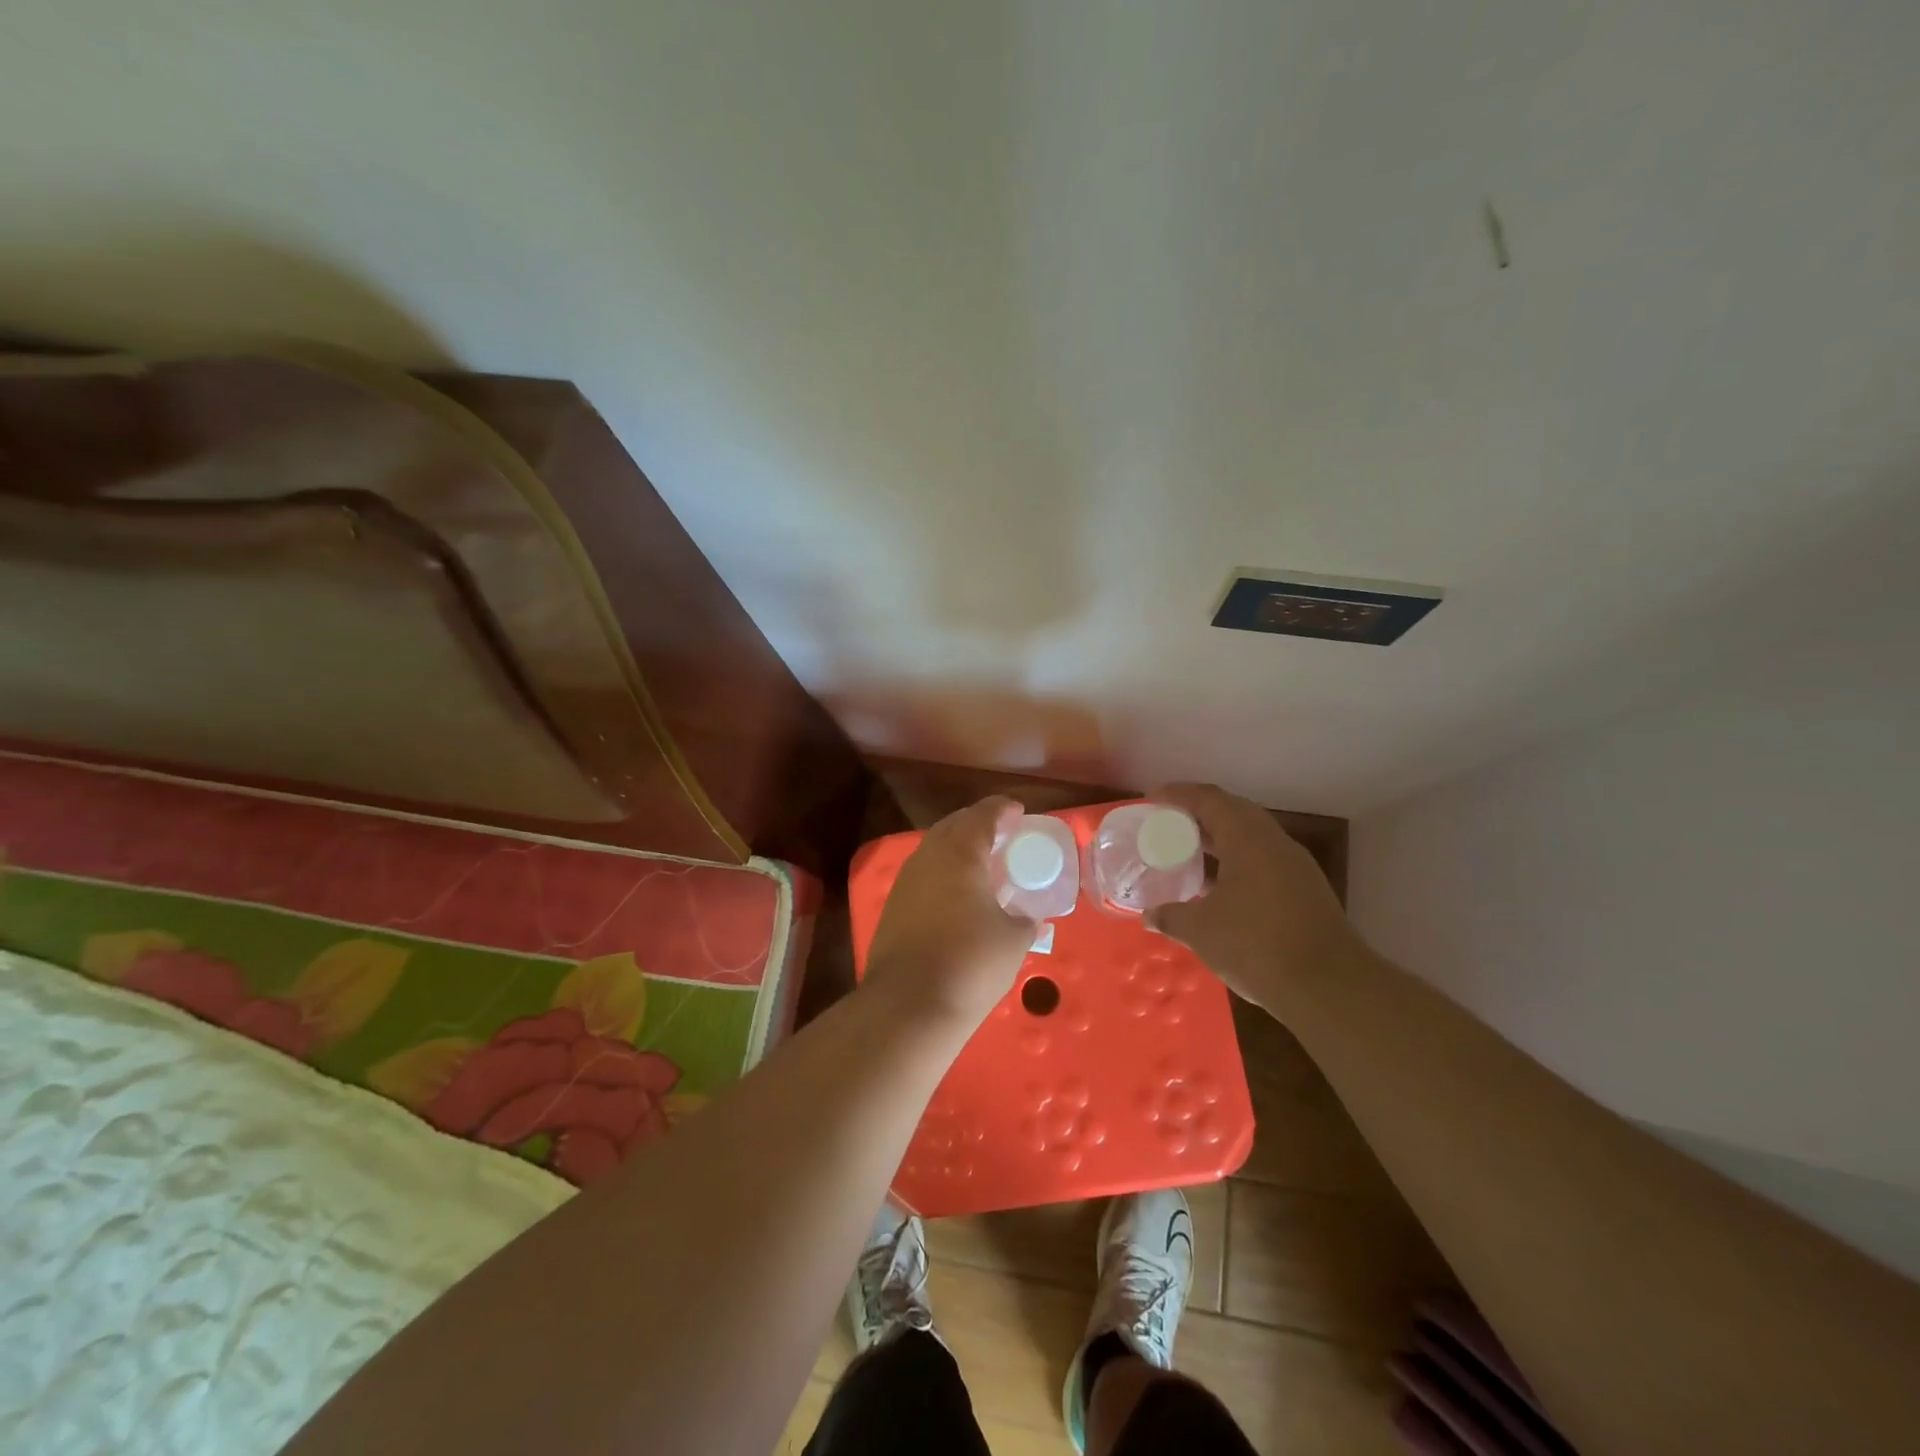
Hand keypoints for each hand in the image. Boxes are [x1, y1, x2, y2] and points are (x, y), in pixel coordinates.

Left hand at [863, 796, 1037, 1031]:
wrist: (909, 1006)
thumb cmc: (970, 963)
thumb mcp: (1013, 940)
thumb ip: (1025, 920)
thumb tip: (1027, 918)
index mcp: (960, 852)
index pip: (982, 815)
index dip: (1002, 809)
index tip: (1018, 811)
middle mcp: (928, 857)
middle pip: (954, 825)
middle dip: (978, 823)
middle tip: (1001, 833)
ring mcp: (905, 882)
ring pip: (934, 849)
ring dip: (958, 847)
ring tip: (982, 862)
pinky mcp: (893, 907)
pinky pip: (924, 874)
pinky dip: (944, 872)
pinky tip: (958, 893)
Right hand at [1146, 783, 1365, 1013]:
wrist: (1329, 988)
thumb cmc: (1256, 944)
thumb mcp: (1200, 931)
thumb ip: (1171, 916)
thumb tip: (1150, 916)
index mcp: (1247, 838)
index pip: (1209, 799)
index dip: (1178, 794)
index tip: (1153, 800)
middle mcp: (1274, 842)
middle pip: (1233, 811)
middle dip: (1200, 813)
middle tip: (1169, 824)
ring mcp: (1295, 867)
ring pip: (1252, 837)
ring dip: (1220, 839)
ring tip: (1190, 853)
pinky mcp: (1306, 891)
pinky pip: (1264, 861)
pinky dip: (1238, 862)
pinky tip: (1220, 887)